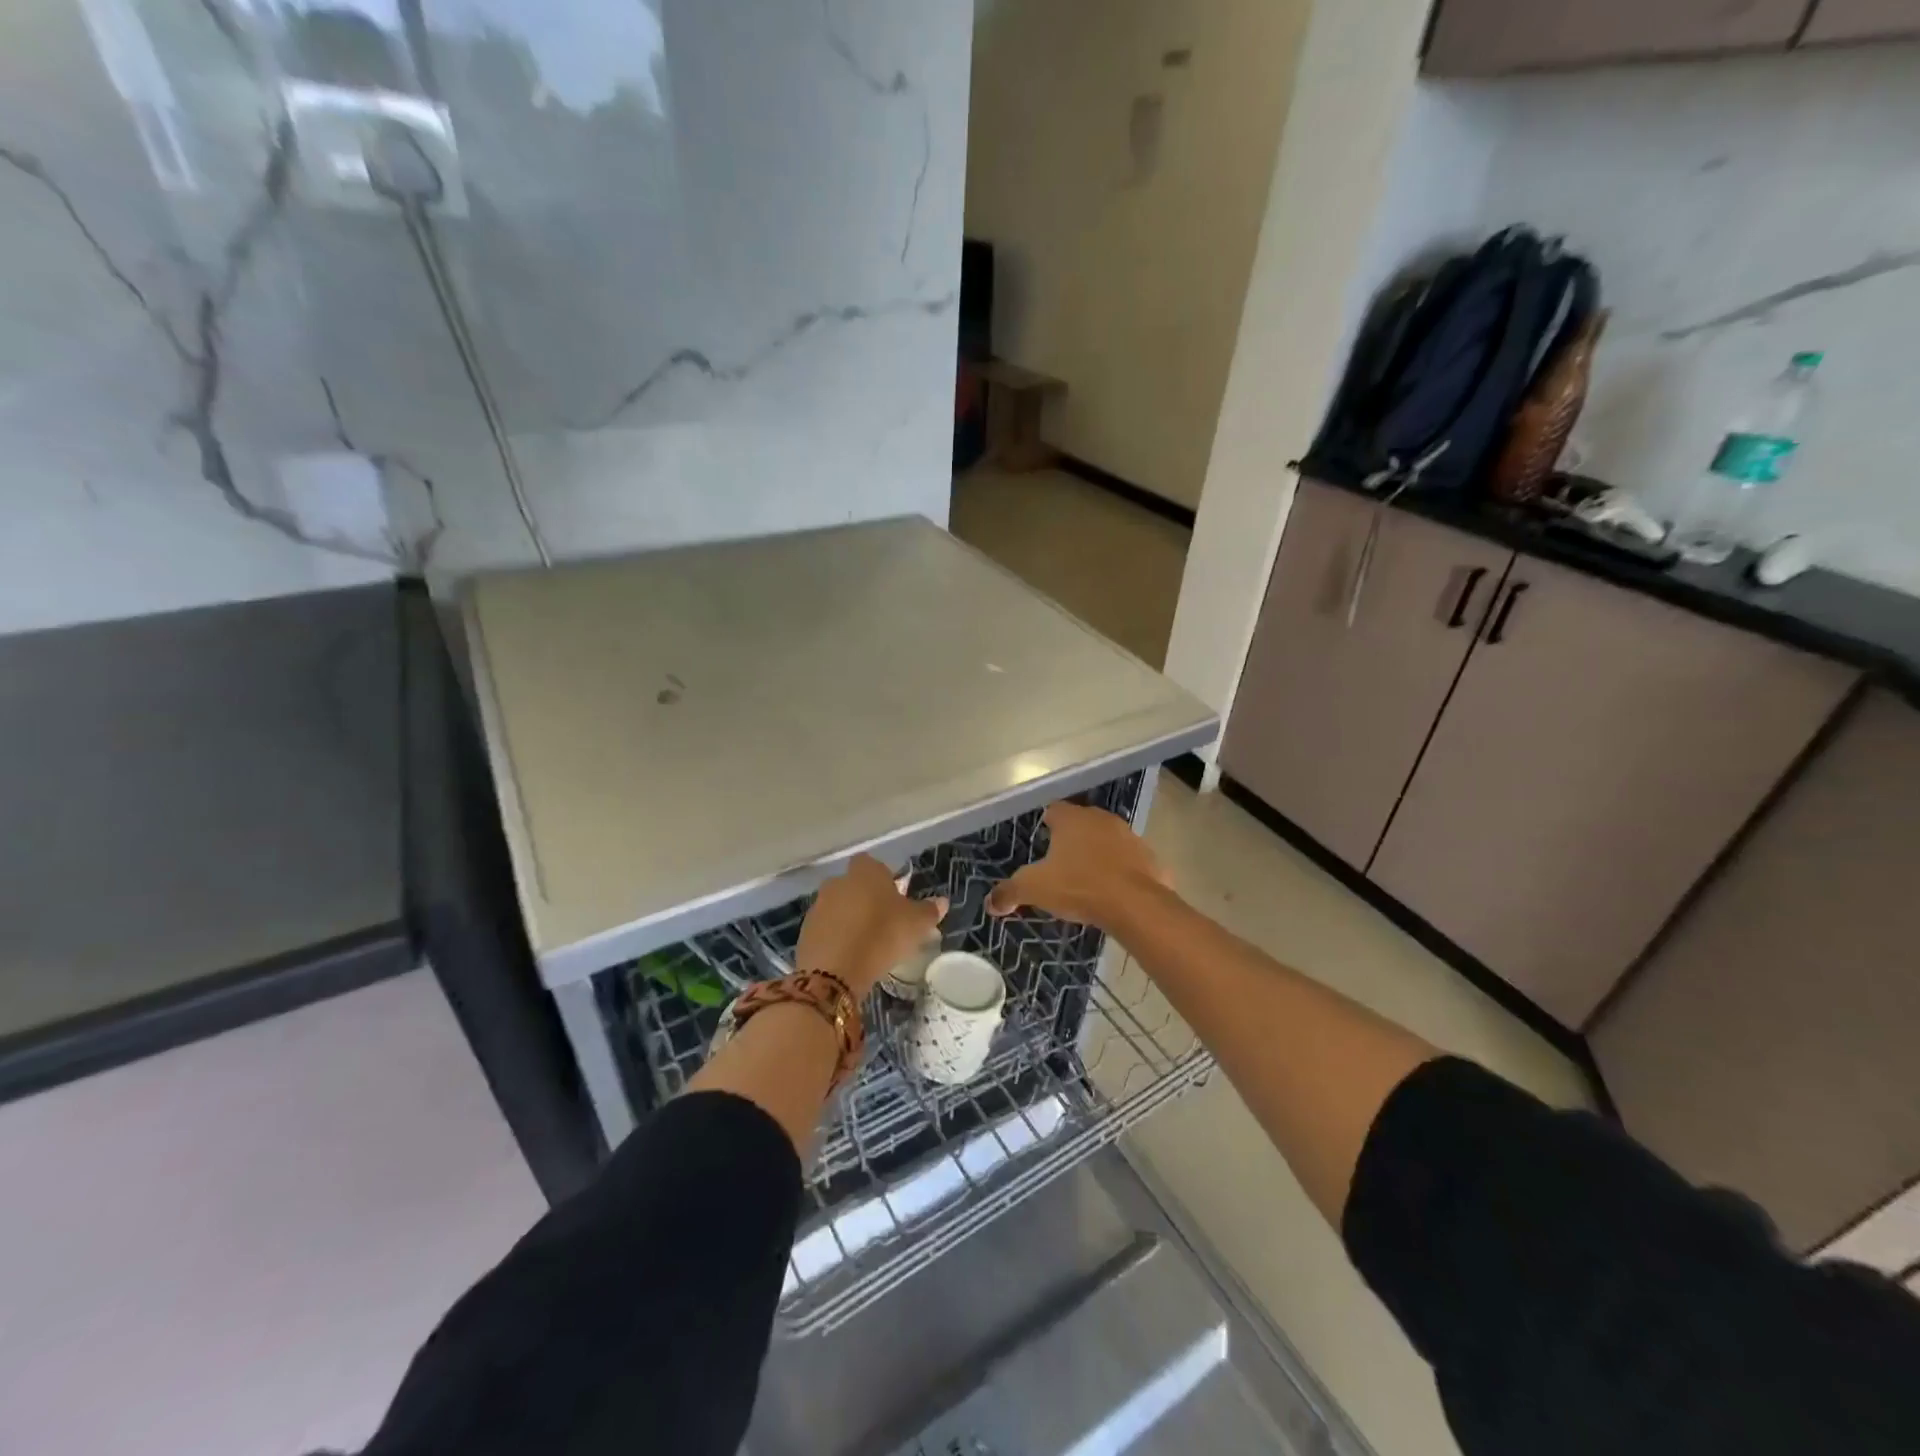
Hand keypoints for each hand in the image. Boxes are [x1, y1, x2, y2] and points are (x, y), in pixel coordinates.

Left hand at [796, 855, 946, 997]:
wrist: (835, 971)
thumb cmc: (881, 936)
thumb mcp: (916, 924)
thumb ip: (929, 910)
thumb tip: (942, 901)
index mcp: (865, 871)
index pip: (872, 864)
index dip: (883, 879)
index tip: (894, 898)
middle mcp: (838, 881)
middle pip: (854, 885)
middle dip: (865, 899)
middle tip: (883, 923)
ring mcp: (818, 906)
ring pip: (838, 907)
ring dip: (849, 919)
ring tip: (866, 943)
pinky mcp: (805, 931)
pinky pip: (826, 929)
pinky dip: (836, 938)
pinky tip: (848, 956)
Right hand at [985, 802, 1170, 929]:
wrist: (1134, 904)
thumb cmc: (1079, 886)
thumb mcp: (1035, 889)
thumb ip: (1010, 892)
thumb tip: (990, 903)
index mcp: (1072, 818)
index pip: (1054, 810)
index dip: (1046, 824)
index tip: (1041, 840)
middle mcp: (1101, 819)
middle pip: (1082, 823)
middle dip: (1072, 839)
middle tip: (1060, 862)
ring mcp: (1129, 837)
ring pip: (1108, 840)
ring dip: (1098, 854)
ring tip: (1086, 878)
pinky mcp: (1150, 858)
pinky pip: (1130, 862)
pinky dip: (1121, 872)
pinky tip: (1113, 891)